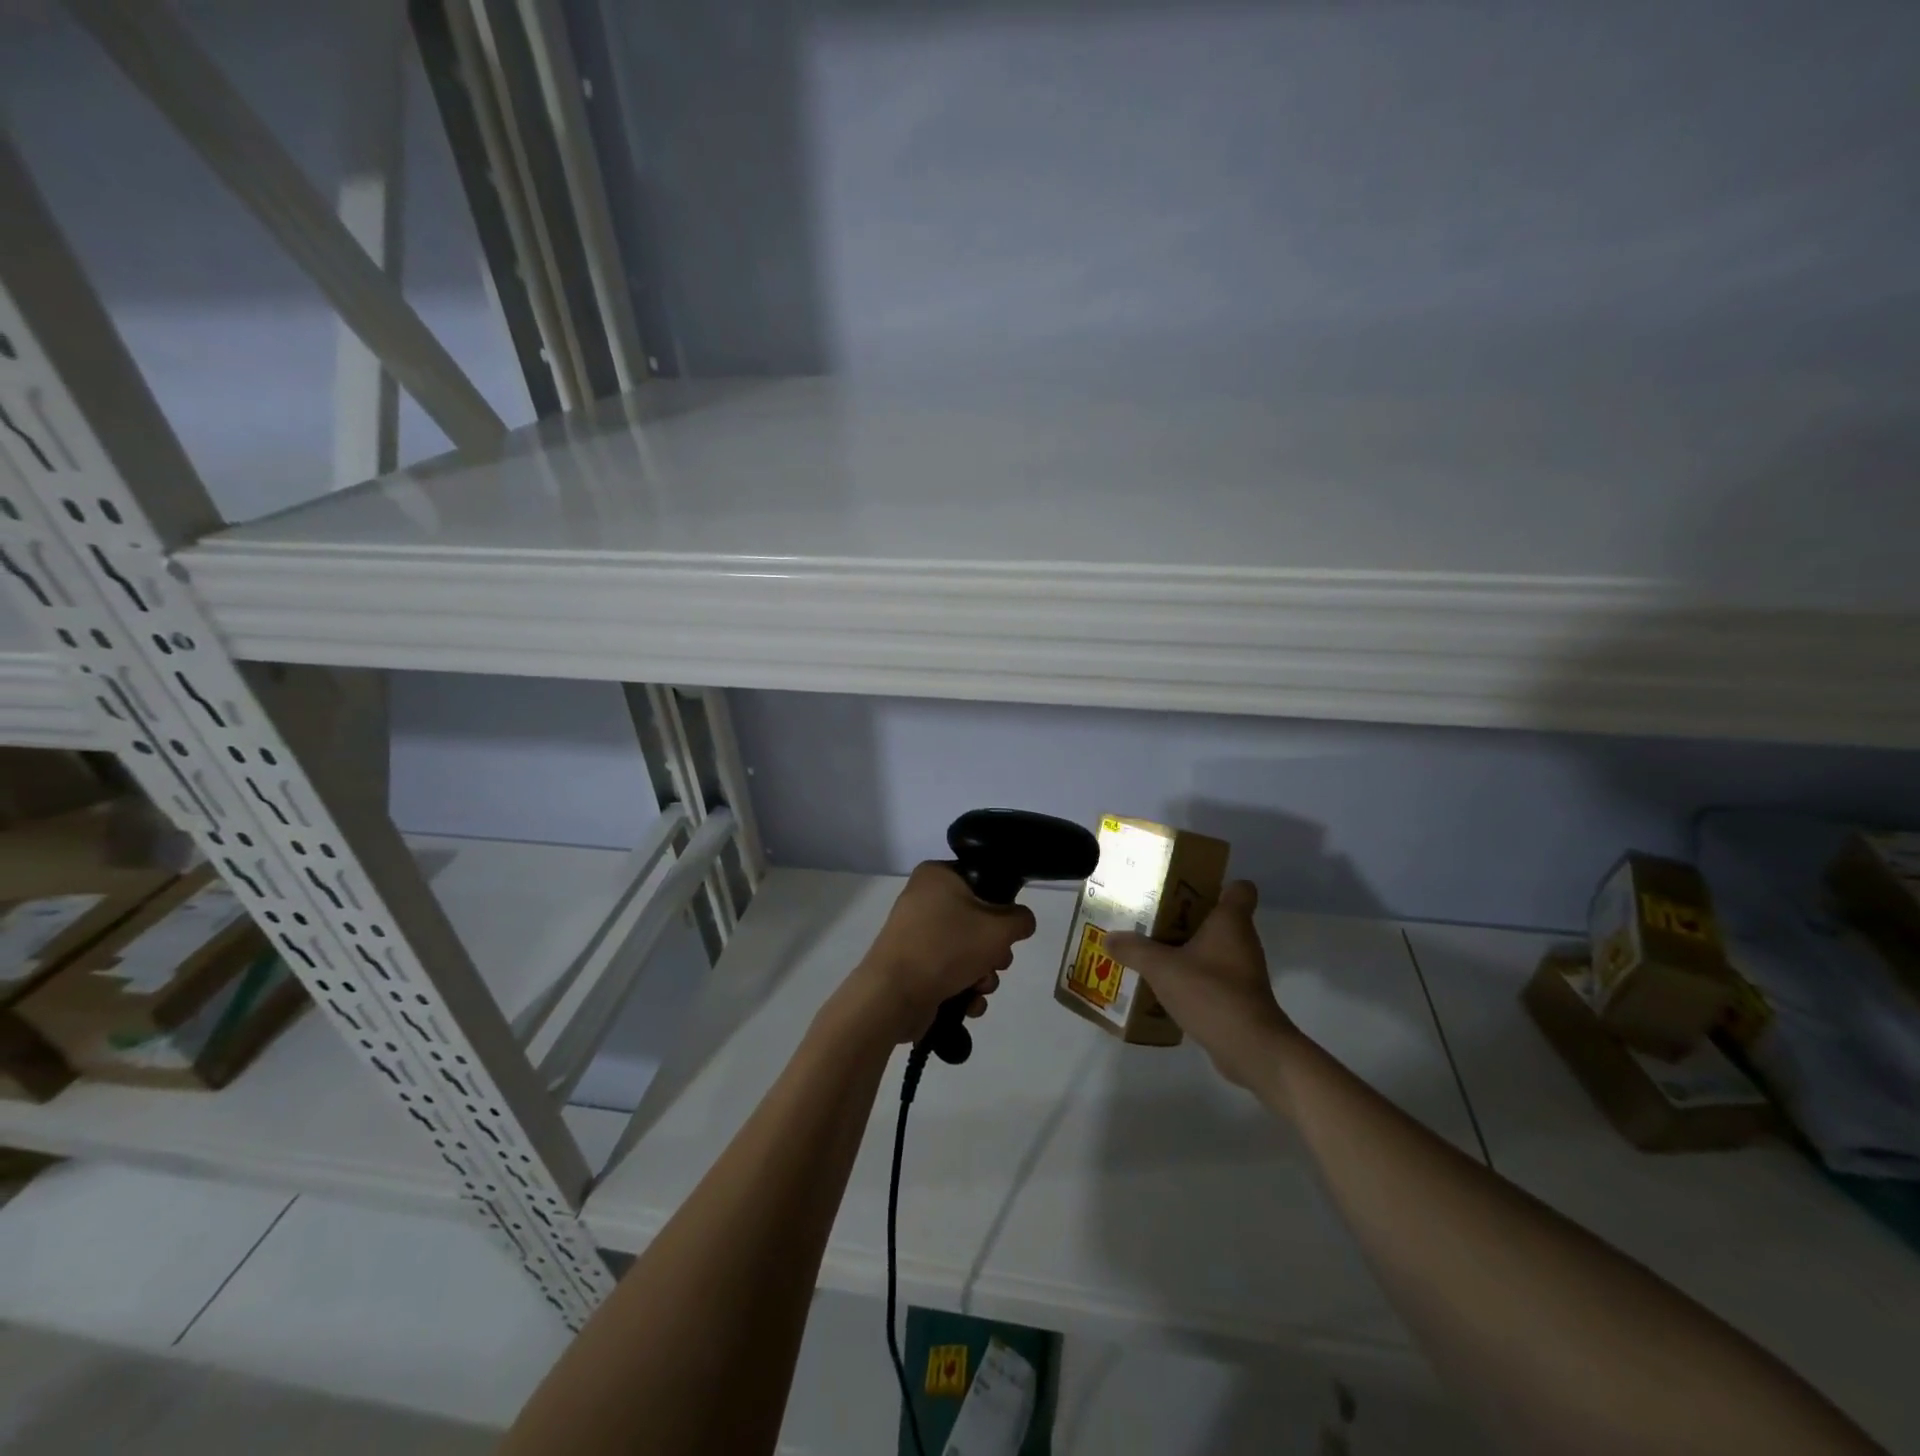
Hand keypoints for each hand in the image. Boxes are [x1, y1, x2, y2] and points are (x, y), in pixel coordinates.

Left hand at [843, 862, 1038, 1043]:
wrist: (893, 995)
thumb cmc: (946, 947)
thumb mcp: (998, 928)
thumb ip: (1020, 920)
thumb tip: (1021, 922)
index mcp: (937, 876)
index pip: (983, 880)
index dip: (1002, 905)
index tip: (1007, 926)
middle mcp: (925, 900)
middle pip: (979, 920)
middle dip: (995, 949)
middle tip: (996, 960)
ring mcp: (918, 935)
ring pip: (969, 950)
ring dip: (984, 974)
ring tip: (979, 986)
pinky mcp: (916, 966)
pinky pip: (952, 972)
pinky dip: (965, 988)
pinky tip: (969, 1003)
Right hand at [1107, 881, 1294, 1088]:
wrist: (1250, 1048)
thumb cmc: (1211, 992)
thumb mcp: (1162, 968)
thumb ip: (1134, 950)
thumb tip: (1110, 938)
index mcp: (1230, 922)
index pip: (1240, 889)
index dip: (1219, 884)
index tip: (1188, 889)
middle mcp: (1242, 941)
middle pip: (1218, 918)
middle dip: (1187, 918)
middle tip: (1153, 919)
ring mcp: (1243, 972)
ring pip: (1213, 950)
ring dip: (1187, 950)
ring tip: (1152, 952)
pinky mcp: (1240, 999)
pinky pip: (1213, 978)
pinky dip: (1193, 979)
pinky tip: (1165, 987)